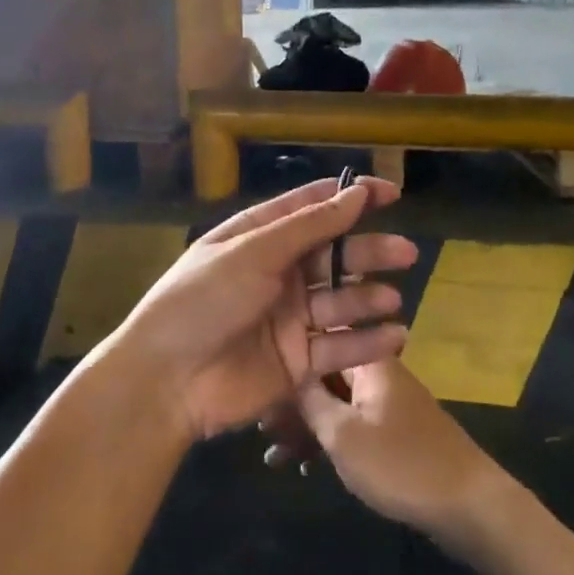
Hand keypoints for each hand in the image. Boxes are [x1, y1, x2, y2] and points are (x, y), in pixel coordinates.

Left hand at [107, 178, 418, 438]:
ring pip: (340, 300)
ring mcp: (289, 318)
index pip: (311, 209)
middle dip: (368, 252)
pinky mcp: (298, 361)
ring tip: (392, 299)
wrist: (167, 381)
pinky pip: (339, 346)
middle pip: (333, 255)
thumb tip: (355, 192)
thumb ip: (309, 226)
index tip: (390, 193)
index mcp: (259, 238)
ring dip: (368, 297)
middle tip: (405, 252)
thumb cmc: (203, 300)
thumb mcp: (253, 253)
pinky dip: (367, 342)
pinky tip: (394, 336)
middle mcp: (277, 274)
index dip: (350, 198)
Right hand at [279, 359, 508, 552]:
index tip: (258, 382)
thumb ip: (309, 401)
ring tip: (273, 457)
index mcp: (368, 362)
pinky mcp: (393, 433)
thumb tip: (285, 372)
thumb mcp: (343, 434)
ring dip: (305, 427)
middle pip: (324, 375)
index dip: (287, 360)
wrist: (470, 507)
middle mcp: (377, 374)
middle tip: (260, 429)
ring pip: (335, 404)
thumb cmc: (401, 464)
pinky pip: (351, 427)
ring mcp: (386, 404)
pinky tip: (303, 468)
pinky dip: (328, 442)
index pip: (320, 342)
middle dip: (290, 401)